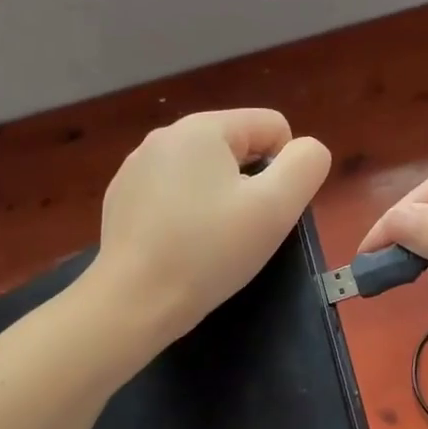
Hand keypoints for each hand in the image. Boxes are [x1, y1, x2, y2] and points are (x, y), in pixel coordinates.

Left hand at [93, 109, 330, 347]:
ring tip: (208, 242)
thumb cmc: (209, 252)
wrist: (133, 301)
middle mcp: (164, 136)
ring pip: (204, 172)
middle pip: (237, 147)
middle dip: (249, 184)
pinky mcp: (122, 197)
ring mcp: (137, 166)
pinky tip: (178, 246)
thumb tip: (305, 150)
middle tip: (240, 231)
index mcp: (202, 127)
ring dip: (218, 199)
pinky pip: (173, 192)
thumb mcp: (276, 207)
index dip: (285, 169)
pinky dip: (186, 213)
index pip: (272, 127)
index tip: (265, 211)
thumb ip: (306, 165)